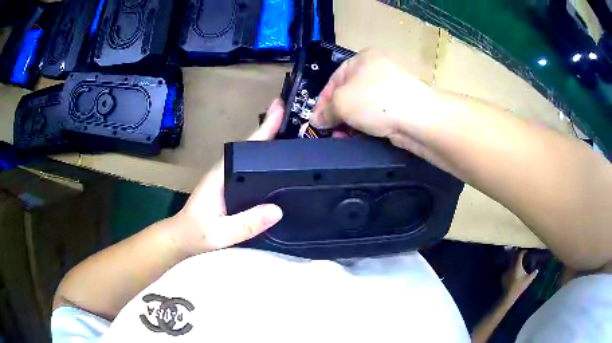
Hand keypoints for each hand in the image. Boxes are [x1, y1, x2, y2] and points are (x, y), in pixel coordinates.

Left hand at [173, 99, 284, 255]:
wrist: (181, 237)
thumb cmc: (196, 233)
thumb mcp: (220, 233)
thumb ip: (246, 224)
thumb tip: (277, 210)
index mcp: (221, 175)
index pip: (245, 147)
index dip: (263, 128)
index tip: (279, 109)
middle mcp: (225, 171)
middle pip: (251, 146)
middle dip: (271, 130)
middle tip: (292, 118)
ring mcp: (227, 179)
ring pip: (250, 156)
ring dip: (268, 143)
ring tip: (290, 134)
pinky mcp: (230, 187)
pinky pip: (251, 168)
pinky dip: (264, 160)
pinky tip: (276, 165)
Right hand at [311, 50, 441, 153]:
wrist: (418, 117)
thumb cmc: (375, 100)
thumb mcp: (341, 102)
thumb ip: (326, 111)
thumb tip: (317, 120)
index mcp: (362, 59)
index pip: (334, 79)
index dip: (321, 100)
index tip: (315, 119)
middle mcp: (377, 71)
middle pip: (348, 94)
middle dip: (336, 114)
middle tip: (329, 131)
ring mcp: (391, 89)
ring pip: (362, 107)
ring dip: (349, 123)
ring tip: (342, 137)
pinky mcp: (400, 107)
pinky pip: (376, 116)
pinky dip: (365, 126)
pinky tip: (358, 137)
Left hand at [502, 250, 538, 301]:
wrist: (508, 295)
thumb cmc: (519, 286)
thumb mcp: (528, 280)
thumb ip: (533, 273)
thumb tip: (537, 270)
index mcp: (517, 265)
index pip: (519, 255)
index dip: (523, 252)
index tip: (526, 251)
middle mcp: (510, 266)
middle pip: (513, 257)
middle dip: (517, 254)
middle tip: (521, 254)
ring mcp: (506, 271)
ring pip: (510, 263)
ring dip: (514, 261)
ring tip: (518, 262)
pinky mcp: (503, 276)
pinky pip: (507, 269)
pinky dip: (511, 268)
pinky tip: (513, 270)